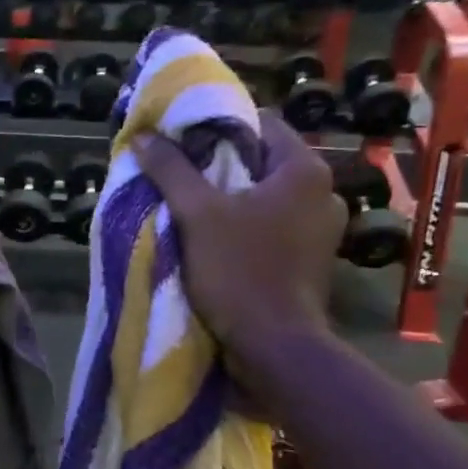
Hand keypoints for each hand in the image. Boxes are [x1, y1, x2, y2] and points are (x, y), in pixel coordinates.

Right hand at [133, 112, 346, 396]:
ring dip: (232, 199)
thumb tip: (144, 137)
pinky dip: (247, 225)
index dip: (218, 125)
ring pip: (267, 196)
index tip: (183, 139)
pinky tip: (217, 239)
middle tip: (180, 174)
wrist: (274, 346)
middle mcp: (323, 192)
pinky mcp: (312, 259)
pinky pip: (274, 225)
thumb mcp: (197, 215)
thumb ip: (171, 171)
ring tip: (193, 208)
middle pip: (262, 161)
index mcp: (304, 170)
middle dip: (220, 165)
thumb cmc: (239, 271)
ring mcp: (322, 229)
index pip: (260, 123)